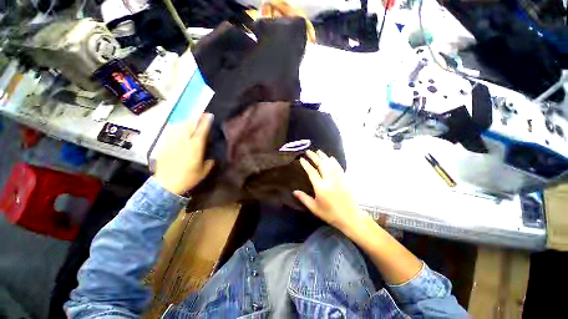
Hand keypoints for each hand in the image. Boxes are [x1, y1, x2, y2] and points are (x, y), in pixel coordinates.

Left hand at [154, 113, 214, 194]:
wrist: (166, 184)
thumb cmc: (188, 178)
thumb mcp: (203, 171)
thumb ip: (209, 162)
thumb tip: (211, 158)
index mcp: (195, 147)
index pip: (201, 130)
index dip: (206, 121)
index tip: (209, 115)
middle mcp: (184, 141)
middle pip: (190, 125)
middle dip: (196, 118)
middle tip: (201, 114)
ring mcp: (173, 142)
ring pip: (180, 127)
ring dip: (187, 122)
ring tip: (191, 120)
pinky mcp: (164, 145)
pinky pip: (171, 132)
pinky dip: (176, 128)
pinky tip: (178, 127)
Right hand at [294, 150, 372, 233]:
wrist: (350, 217)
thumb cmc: (330, 214)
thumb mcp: (314, 208)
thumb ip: (304, 198)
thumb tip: (294, 191)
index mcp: (321, 187)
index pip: (312, 172)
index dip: (306, 164)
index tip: (302, 159)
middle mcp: (329, 180)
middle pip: (321, 165)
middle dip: (314, 157)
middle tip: (309, 151)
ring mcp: (338, 179)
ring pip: (330, 164)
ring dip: (324, 156)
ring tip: (318, 151)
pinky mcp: (345, 179)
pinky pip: (339, 167)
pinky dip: (334, 161)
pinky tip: (331, 157)